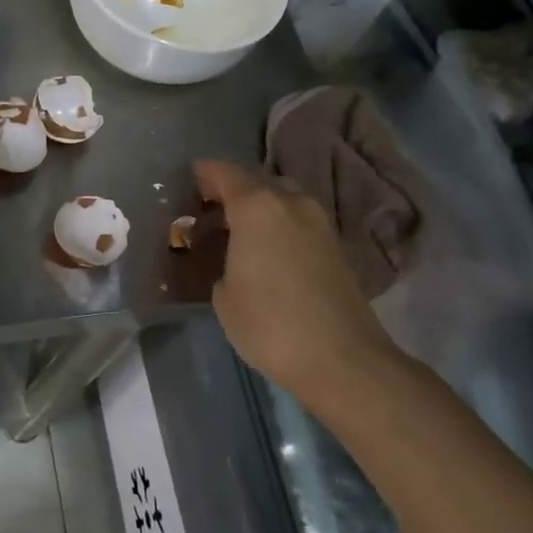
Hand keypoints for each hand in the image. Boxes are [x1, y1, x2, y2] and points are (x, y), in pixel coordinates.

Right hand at [193, 158, 408, 405]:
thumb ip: (223, 262)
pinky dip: (279, 226)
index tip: (190, 182)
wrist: (342, 359)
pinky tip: (266, 252)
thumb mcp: (224, 295)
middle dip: (233, 191)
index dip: (204, 175)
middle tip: (211, 213)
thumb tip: (235, 259)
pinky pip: (298, 221)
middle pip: (256, 181)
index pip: (224, 173)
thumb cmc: (270, 324)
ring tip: (239, 234)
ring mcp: (319, 222)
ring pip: (282, 199)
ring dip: (260, 208)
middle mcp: (291, 202)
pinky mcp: (336, 245)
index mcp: (257, 206)